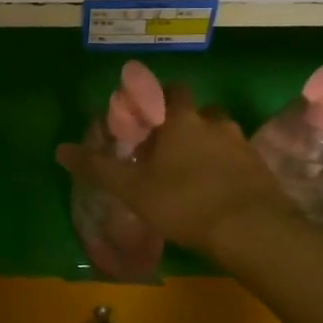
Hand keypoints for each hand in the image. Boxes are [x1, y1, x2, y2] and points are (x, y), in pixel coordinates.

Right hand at [57, 83, 289, 256]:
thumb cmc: (184, 202)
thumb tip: (59, 149)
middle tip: (168, 148)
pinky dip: (227, 169)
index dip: (159, 100)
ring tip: (193, 172)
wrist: (252, 231)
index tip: (147, 118)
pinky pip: (239, 160)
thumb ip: (97, 167)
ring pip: (221, 135)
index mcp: (182, 121)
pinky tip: (217, 193)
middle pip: (199, 111)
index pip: (171, 92)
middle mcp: (214, 124)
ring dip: (208, 145)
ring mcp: (242, 146)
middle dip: (184, 123)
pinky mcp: (262, 171)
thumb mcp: (132, 188)